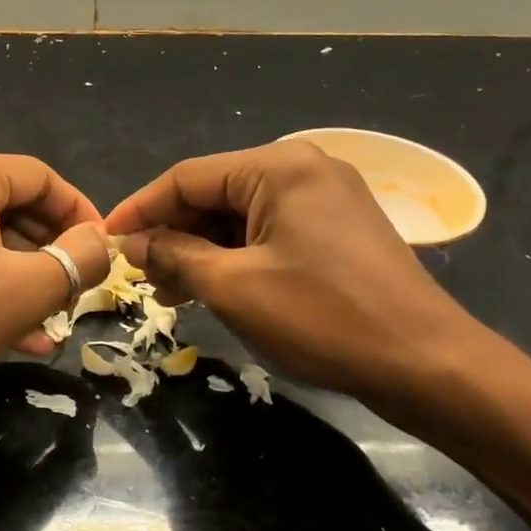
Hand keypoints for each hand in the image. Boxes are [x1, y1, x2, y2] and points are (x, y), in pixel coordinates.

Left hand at [0, 148, 109, 411]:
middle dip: (48, 252)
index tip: (102, 255)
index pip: (41, 178)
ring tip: (47, 322)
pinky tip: (9, 325)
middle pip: (10, 203)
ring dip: (18, 272)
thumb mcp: (24, 293)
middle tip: (73, 294)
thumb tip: (101, 241)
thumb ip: (79, 259)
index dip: (80, 215)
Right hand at [105, 140, 489, 409]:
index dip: (140, 209)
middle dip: (172, 235)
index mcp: (278, 167)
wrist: (427, 363)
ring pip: (240, 217)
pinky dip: (235, 258)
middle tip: (138, 276)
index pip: (186, 177)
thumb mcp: (234, 287)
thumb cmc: (323, 317)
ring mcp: (325, 198)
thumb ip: (174, 255)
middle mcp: (303, 168)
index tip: (104, 240)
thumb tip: (131, 243)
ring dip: (200, 251)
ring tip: (169, 292)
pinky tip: (212, 288)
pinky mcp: (337, 229)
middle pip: (214, 194)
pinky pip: (268, 233)